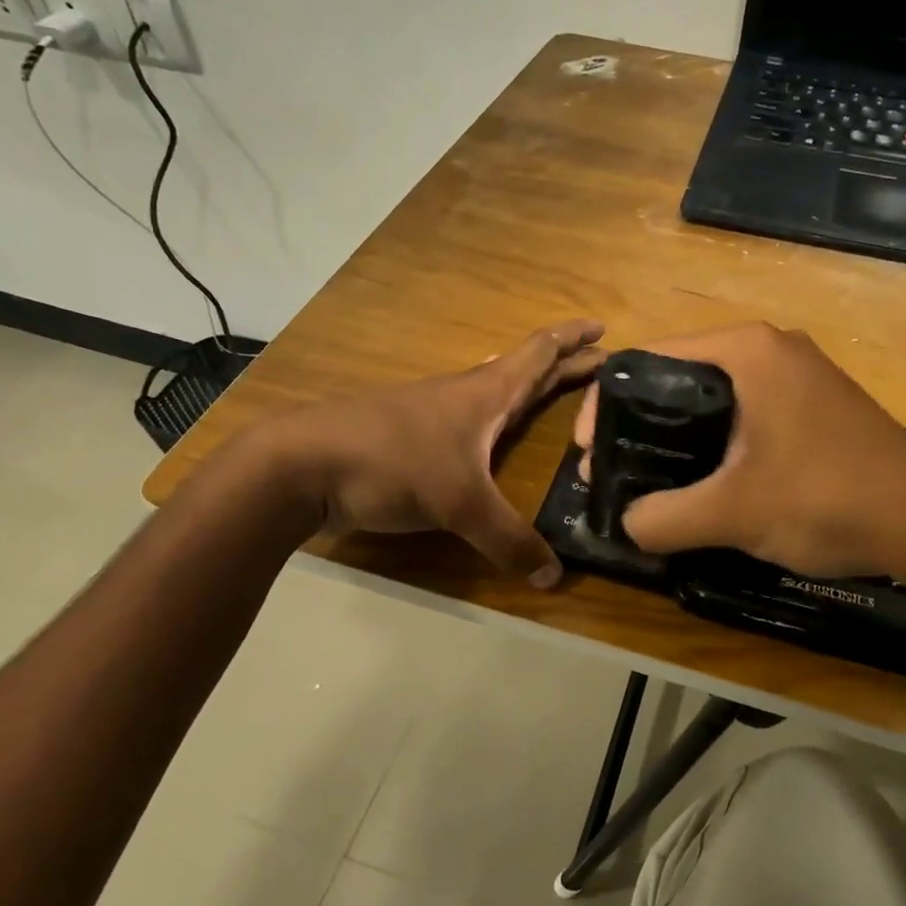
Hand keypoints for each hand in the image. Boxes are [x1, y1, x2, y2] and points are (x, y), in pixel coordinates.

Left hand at [264, 320, 604, 583]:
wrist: (302, 464)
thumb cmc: (393, 461)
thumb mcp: (460, 503)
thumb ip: (509, 540)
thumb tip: (555, 578)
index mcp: (486, 393)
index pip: (540, 352)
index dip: (574, 338)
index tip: (604, 327)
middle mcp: (466, 396)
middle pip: (525, 370)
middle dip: (565, 366)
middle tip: (602, 368)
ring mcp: (436, 417)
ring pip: (496, 394)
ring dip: (530, 390)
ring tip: (556, 396)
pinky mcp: (414, 443)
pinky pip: (472, 424)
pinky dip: (498, 422)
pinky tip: (497, 441)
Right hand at [574, 322, 905, 577]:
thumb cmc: (827, 499)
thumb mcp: (733, 512)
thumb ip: (663, 518)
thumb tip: (626, 524)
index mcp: (746, 349)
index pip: (648, 360)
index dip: (606, 406)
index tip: (589, 453)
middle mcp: (770, 348)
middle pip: (678, 378)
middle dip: (639, 425)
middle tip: (615, 473)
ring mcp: (798, 375)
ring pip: (713, 399)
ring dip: (677, 438)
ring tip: (653, 484)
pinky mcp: (815, 405)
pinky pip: (745, 414)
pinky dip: (716, 443)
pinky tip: (709, 482)